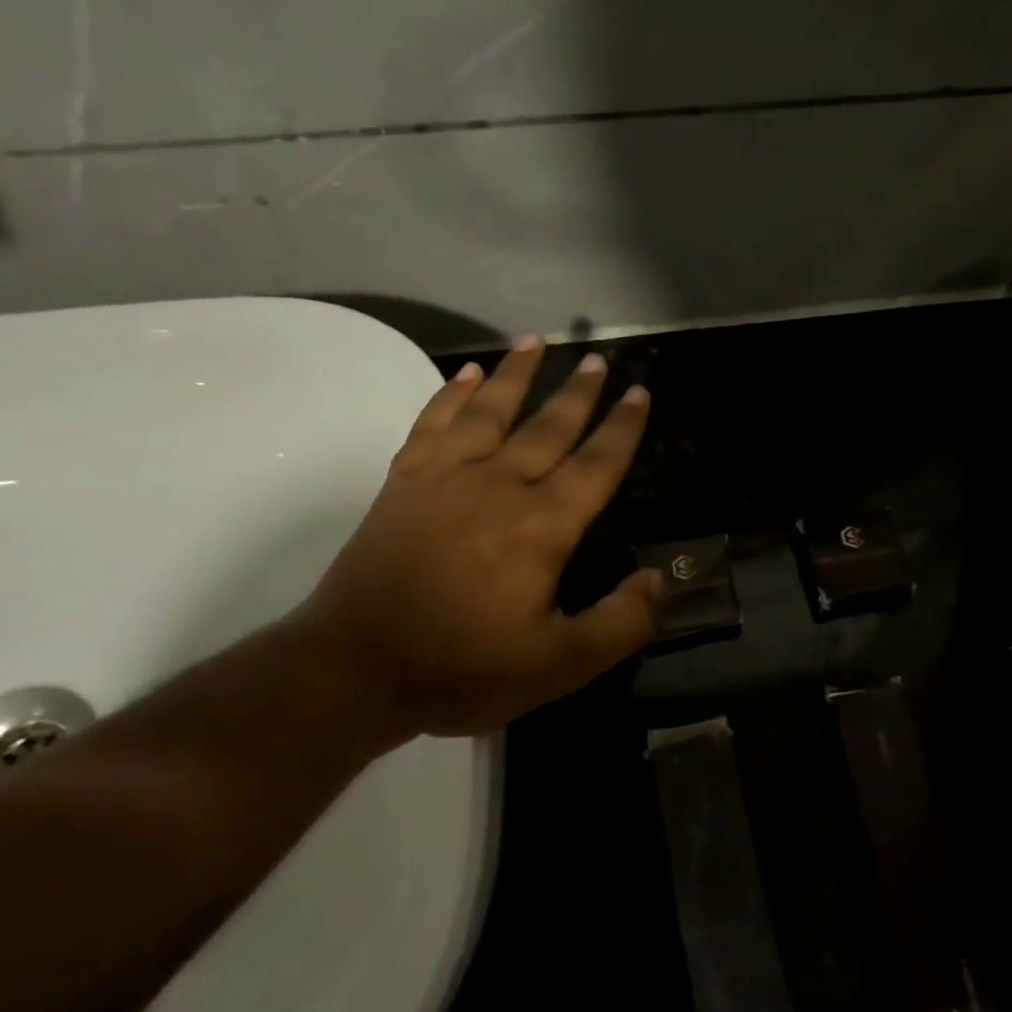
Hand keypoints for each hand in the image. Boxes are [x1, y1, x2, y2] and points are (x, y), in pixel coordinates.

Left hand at [298, 338, 661, 739]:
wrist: (354, 669)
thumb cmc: (462, 667)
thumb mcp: (559, 666)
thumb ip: (619, 624)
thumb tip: (657, 580)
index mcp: (541, 525)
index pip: (595, 464)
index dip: (622, 428)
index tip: (638, 393)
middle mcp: (498, 486)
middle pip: (548, 427)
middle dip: (578, 392)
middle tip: (597, 358)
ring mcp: (445, 479)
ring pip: (490, 411)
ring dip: (516, 374)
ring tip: (536, 341)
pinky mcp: (404, 483)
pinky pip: (433, 424)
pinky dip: (451, 395)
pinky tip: (465, 375)